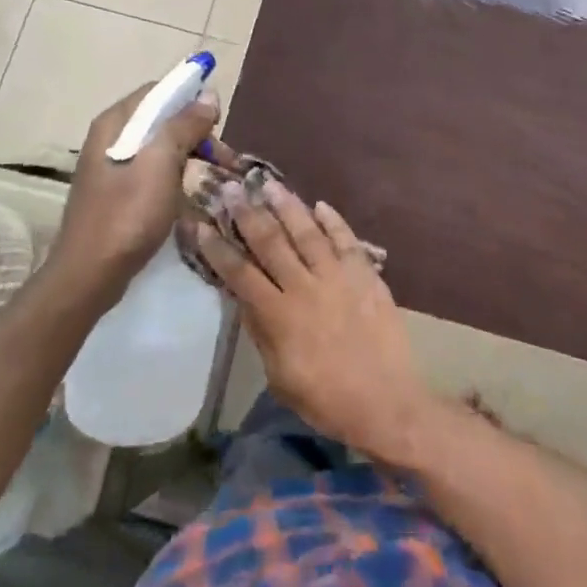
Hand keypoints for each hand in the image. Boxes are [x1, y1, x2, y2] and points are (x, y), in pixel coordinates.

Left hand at [49, 82, 228, 305]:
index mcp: (115, 123)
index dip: (191, 100)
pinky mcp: (117, 192)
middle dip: (195, 133)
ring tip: (215, 178)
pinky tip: (191, 194)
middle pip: (161, 119)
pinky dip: (176, 175)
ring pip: (160, 147)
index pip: (158, 91)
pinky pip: (153, 170)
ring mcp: (111, 166)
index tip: (218, 123)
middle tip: (224, 160)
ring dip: (190, 156)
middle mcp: (110, 137)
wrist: (90, 275)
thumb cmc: (126, 215)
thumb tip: (207, 96)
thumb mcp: (161, 164)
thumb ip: (184, 125)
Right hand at [190, 181, 434, 464]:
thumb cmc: (326, 399)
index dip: (218, 248)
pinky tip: (321, 205)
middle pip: (270, 242)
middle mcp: (304, 286)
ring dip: (287, 206)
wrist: (386, 402)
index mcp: (279, 315)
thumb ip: (261, 333)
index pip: (239, 273)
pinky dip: (333, 221)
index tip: (200, 224)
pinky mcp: (365, 275)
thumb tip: (244, 299)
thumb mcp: (280, 376)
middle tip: (231, 187)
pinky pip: (346, 240)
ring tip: (269, 183)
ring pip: (307, 232)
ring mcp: (337, 276)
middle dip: (247, 213)